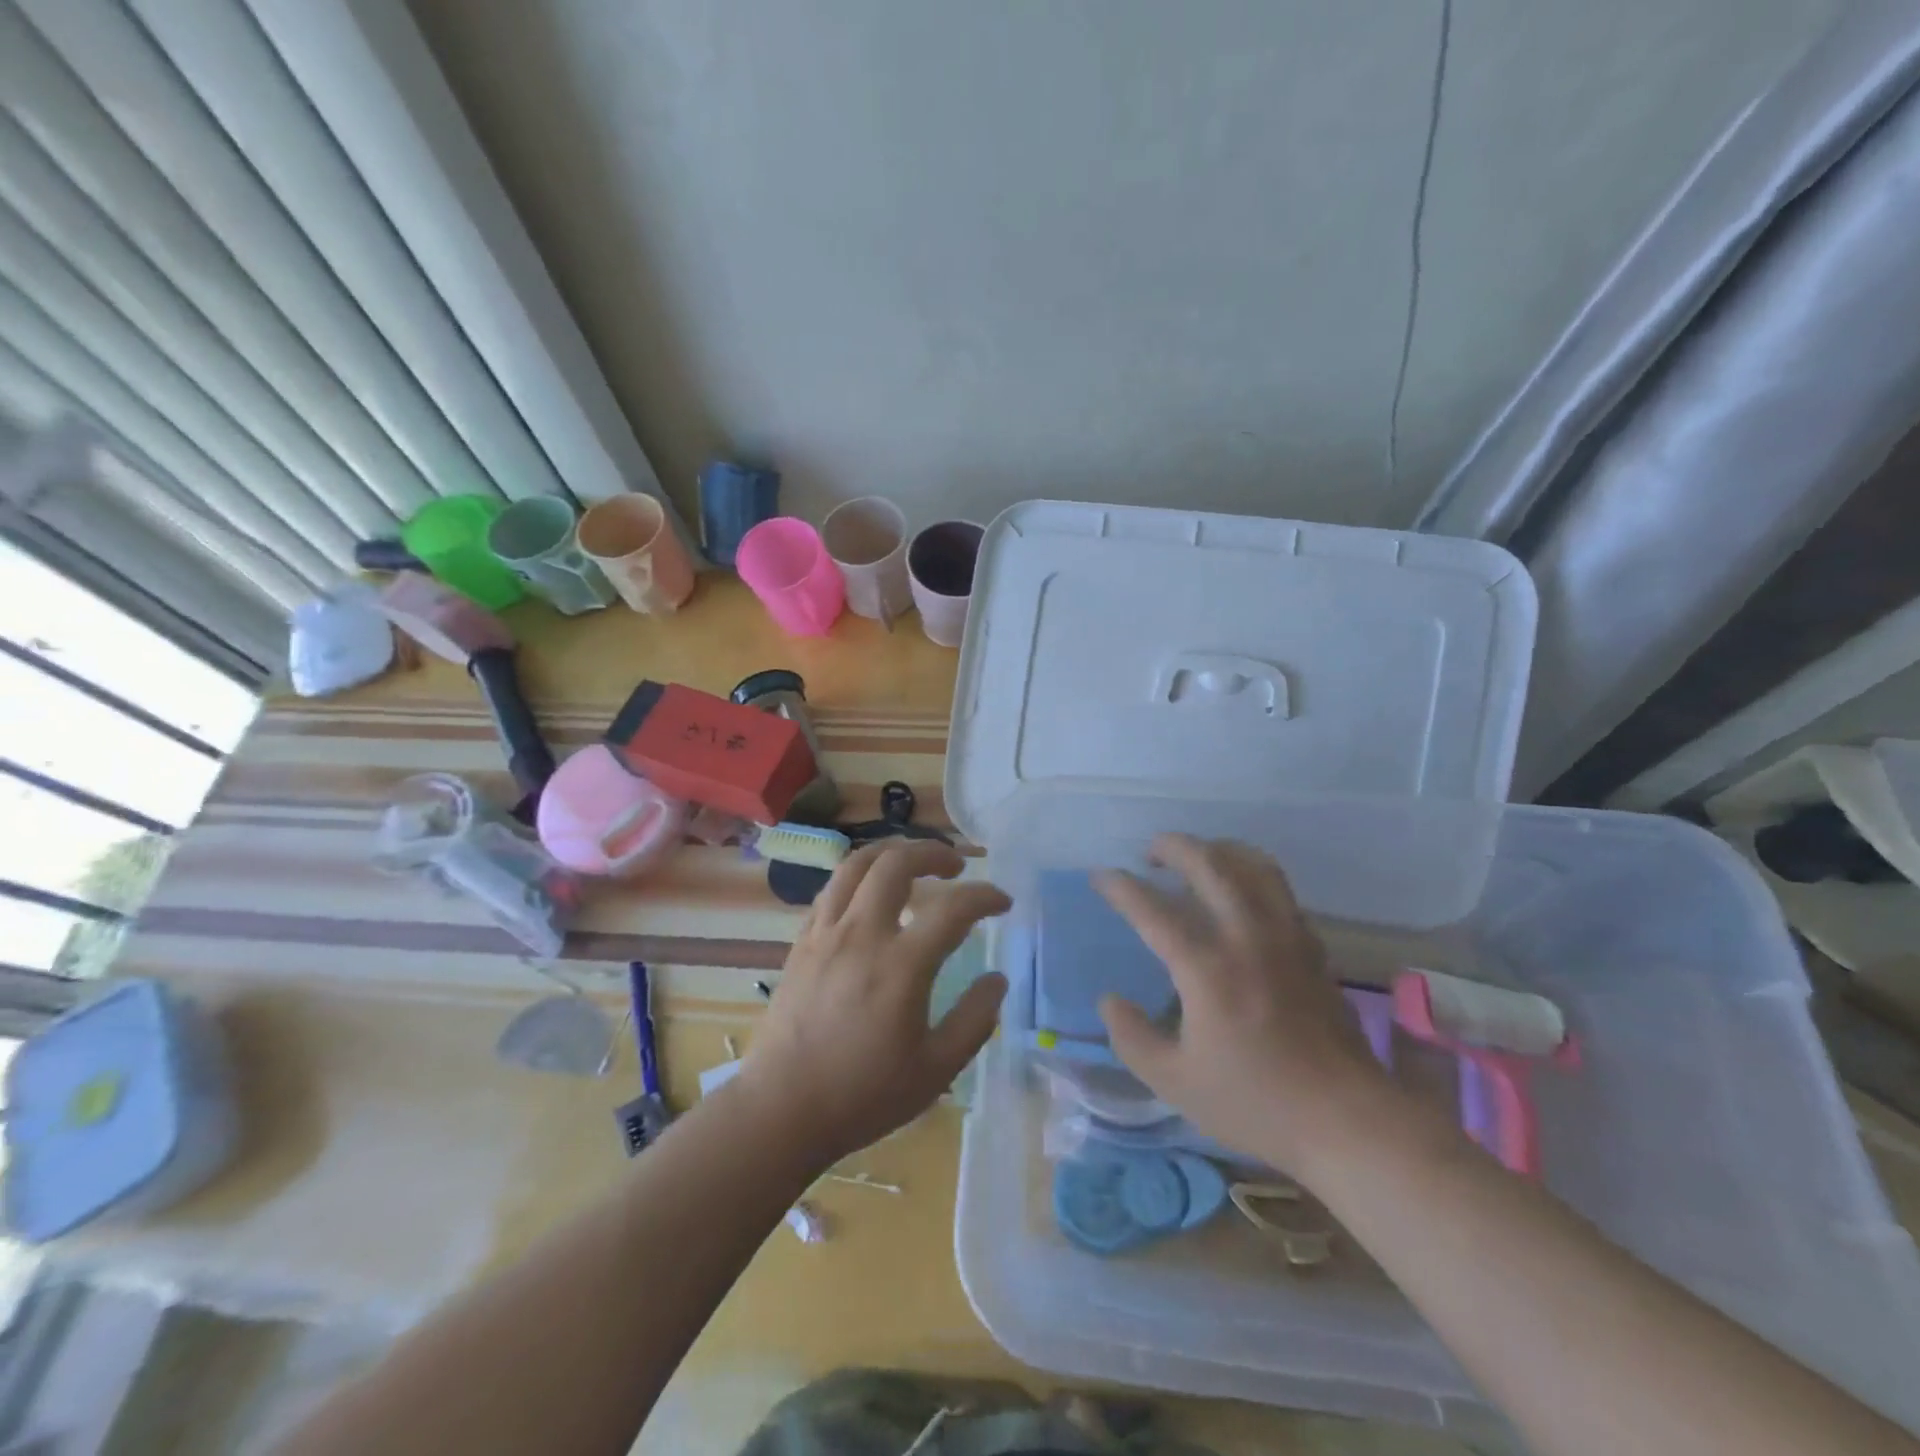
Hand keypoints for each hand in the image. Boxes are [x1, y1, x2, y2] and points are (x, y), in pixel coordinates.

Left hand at [740, 839, 1010, 1168]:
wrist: (782, 1110)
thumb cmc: (863, 1095)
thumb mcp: (936, 1070)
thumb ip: (974, 1020)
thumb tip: (998, 980)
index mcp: (901, 966)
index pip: (953, 909)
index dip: (985, 897)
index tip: (1002, 902)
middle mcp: (862, 934)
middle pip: (896, 863)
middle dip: (932, 852)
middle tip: (956, 866)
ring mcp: (826, 933)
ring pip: (856, 864)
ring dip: (891, 852)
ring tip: (912, 863)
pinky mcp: (802, 942)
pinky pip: (832, 889)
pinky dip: (859, 878)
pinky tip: (871, 896)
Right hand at [1095, 834, 1400, 1177]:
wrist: (1347, 1120)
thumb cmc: (1255, 1103)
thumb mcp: (1174, 1082)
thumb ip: (1131, 1037)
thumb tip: (1110, 1000)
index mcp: (1207, 968)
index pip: (1153, 909)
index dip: (1121, 887)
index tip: (1101, 876)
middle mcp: (1246, 937)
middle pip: (1209, 864)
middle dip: (1173, 846)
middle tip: (1150, 852)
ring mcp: (1285, 937)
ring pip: (1253, 864)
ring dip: (1218, 849)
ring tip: (1198, 857)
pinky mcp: (1312, 946)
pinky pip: (1278, 889)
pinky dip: (1251, 873)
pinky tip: (1240, 893)